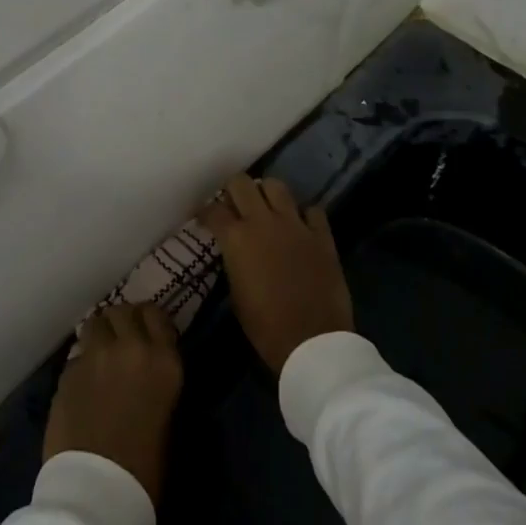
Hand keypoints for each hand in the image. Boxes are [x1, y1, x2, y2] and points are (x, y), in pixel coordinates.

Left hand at [43, 304, 183, 503]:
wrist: (97, 493)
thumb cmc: (144, 469)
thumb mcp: (167, 417)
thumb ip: (156, 379)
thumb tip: (146, 370)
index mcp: (163, 360)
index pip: (155, 314)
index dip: (148, 321)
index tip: (147, 333)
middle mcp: (130, 347)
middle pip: (123, 311)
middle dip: (122, 322)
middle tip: (121, 341)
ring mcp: (95, 356)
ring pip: (95, 322)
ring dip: (99, 334)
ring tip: (99, 355)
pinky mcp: (68, 371)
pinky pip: (77, 353)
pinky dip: (81, 361)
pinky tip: (83, 382)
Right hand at [202, 174, 353, 374]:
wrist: (312, 342)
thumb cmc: (265, 326)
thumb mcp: (236, 293)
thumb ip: (233, 261)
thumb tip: (235, 249)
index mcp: (237, 239)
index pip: (213, 209)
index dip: (205, 211)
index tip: (204, 218)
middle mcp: (263, 222)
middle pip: (242, 183)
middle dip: (233, 190)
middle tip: (234, 205)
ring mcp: (295, 224)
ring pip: (276, 186)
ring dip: (267, 193)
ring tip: (266, 208)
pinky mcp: (321, 235)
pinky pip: (312, 210)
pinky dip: (304, 215)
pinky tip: (300, 226)